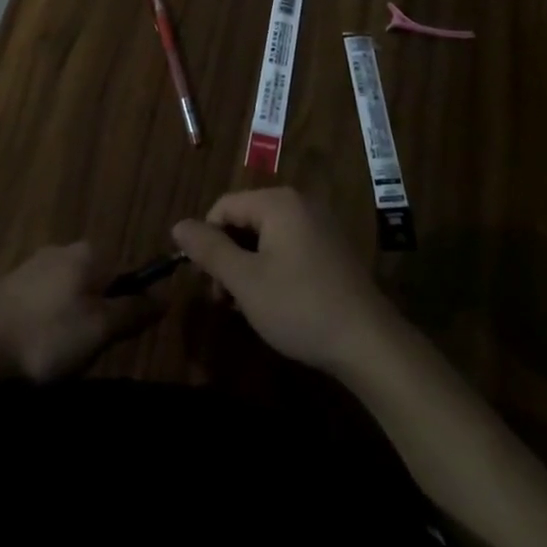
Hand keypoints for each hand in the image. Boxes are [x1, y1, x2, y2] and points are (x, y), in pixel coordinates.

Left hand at [0, 241, 161, 383]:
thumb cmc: (47, 337)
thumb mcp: (101, 330)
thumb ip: (135, 311)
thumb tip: (165, 296)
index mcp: (88, 253)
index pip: (126, 273)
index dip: (129, 306)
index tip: (117, 338)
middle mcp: (62, 249)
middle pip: (97, 282)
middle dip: (98, 314)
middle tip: (89, 351)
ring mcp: (31, 266)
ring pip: (69, 293)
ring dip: (70, 321)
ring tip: (59, 356)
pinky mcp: (8, 287)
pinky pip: (42, 303)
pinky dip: (45, 324)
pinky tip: (35, 349)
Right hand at [173, 188, 399, 378]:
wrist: (369, 343)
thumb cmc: (300, 307)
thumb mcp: (244, 281)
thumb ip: (208, 250)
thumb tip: (178, 225)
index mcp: (278, 203)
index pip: (224, 207)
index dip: (207, 242)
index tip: (208, 283)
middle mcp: (300, 204)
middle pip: (245, 220)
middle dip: (228, 257)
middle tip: (225, 299)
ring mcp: (320, 225)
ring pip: (266, 237)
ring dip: (248, 266)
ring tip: (247, 306)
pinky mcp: (332, 249)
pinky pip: (288, 247)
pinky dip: (272, 268)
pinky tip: (274, 302)